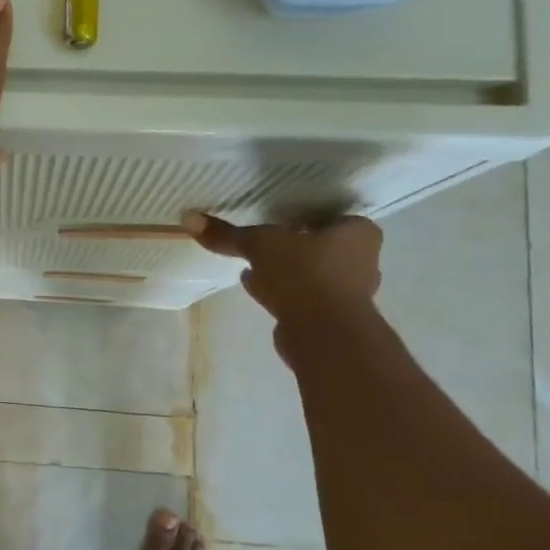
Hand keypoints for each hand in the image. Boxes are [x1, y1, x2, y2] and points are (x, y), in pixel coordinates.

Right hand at [183, 212, 382, 344]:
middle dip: (292, 246)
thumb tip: (188, 217)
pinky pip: (301, 297)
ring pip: (309, 273)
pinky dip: (280, 291)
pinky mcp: (330, 318)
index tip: (276, 218)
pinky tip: (254, 288)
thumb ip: (228, 234)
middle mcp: (361, 260)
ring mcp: (347, 292)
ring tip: (249, 265)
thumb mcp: (261, 245)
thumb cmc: (304, 273)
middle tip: (262, 240)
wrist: (323, 333)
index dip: (302, 216)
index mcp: (357, 232)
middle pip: (320, 246)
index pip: (330, 216)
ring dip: (283, 271)